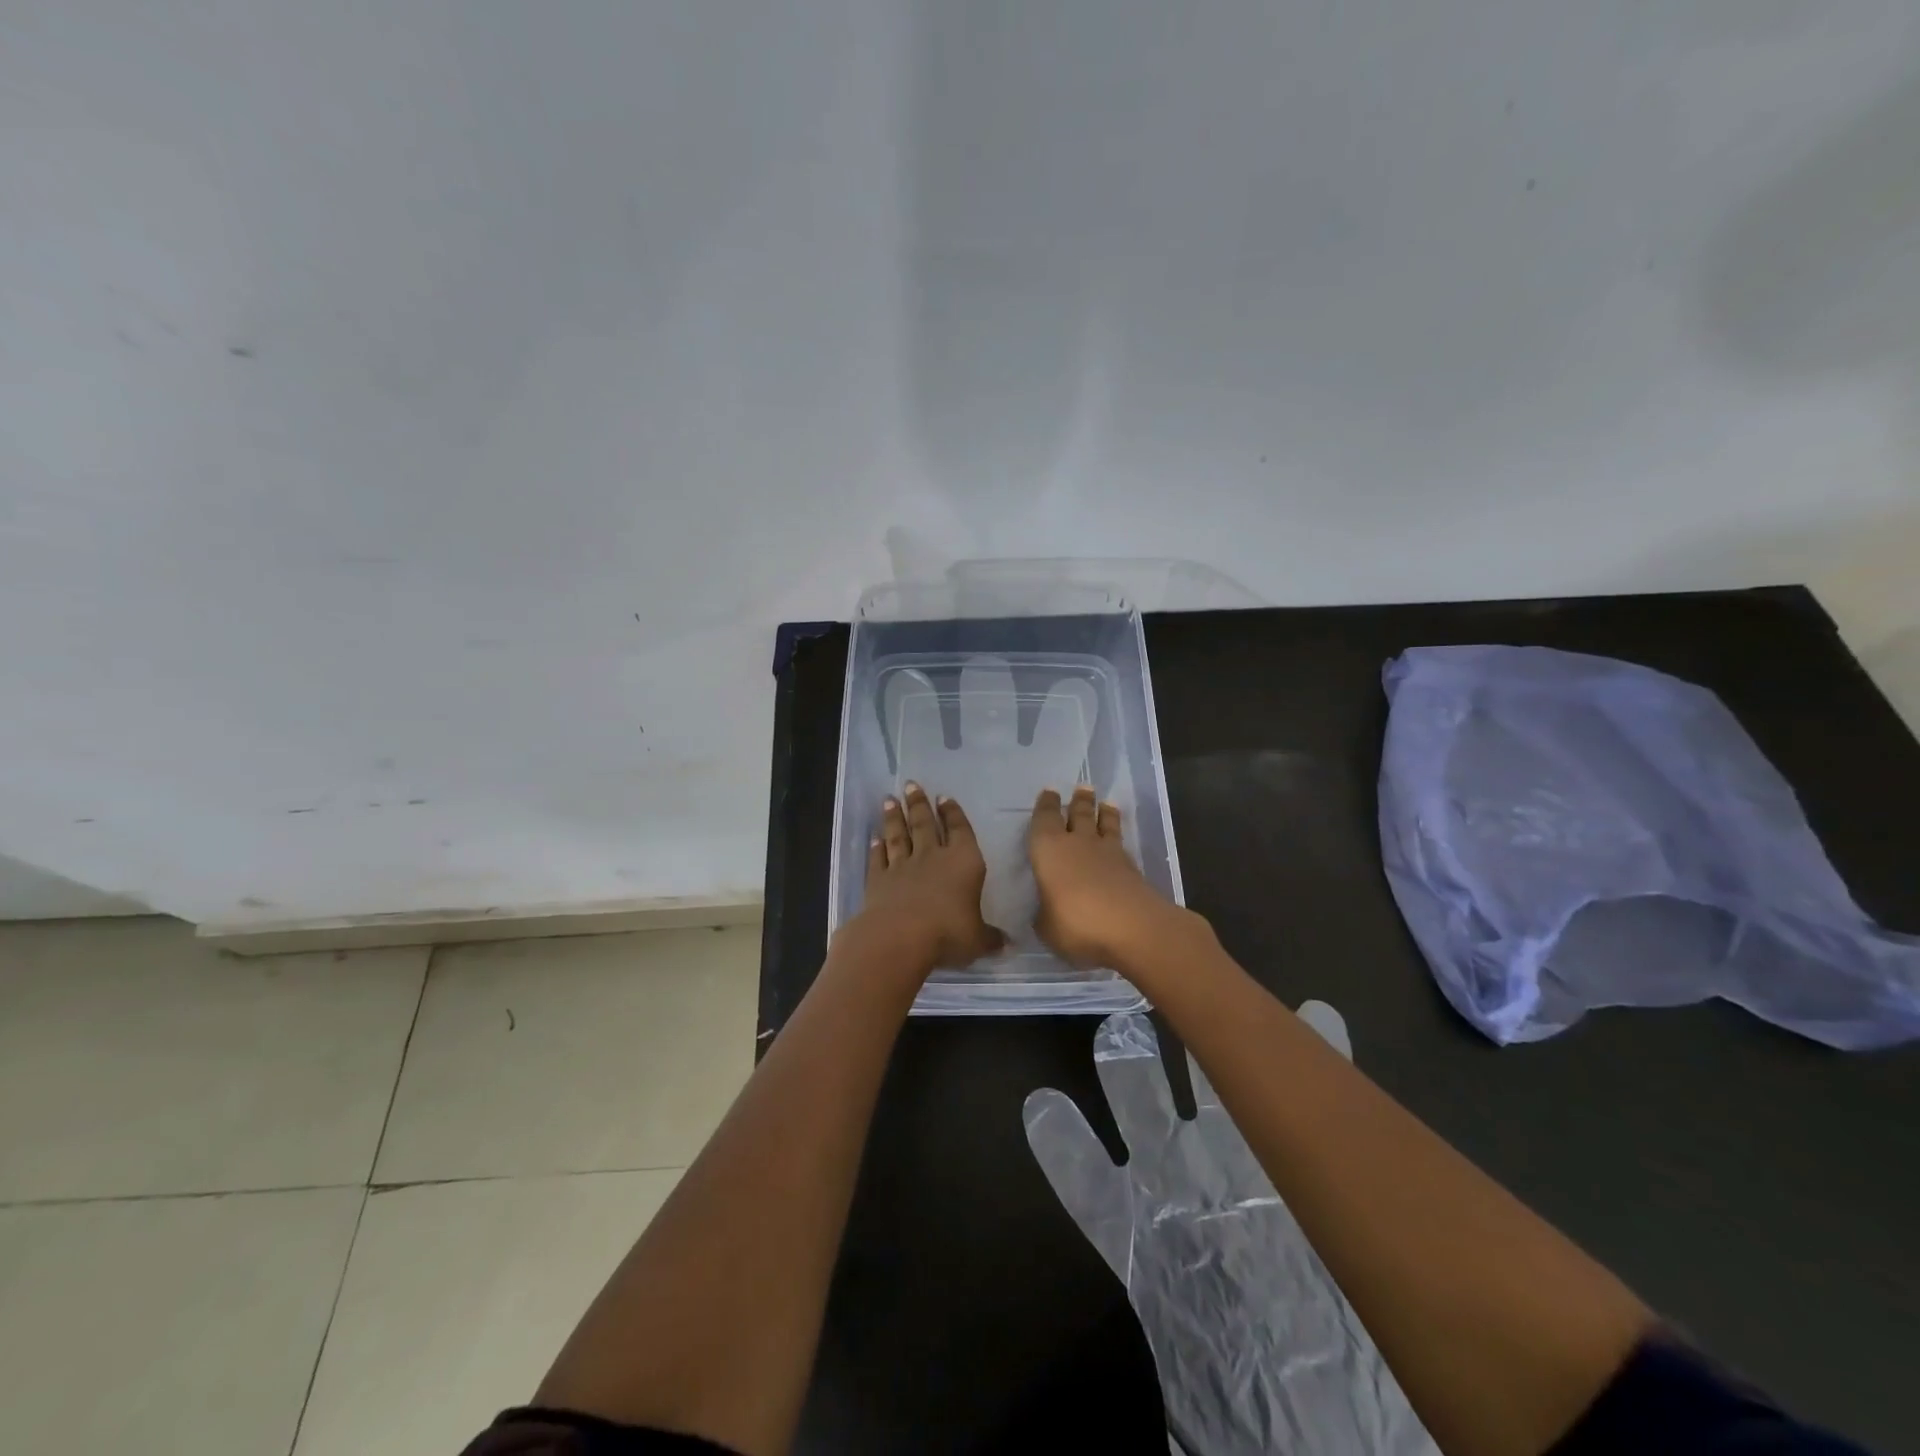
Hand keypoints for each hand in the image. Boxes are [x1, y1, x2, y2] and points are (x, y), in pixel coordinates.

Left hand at [848, 782, 1003, 972]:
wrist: (900, 936)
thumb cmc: (949, 933)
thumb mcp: (978, 939)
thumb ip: (991, 938)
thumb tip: (1008, 944)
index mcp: (964, 862)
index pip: (960, 830)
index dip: (953, 813)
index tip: (943, 797)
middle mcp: (932, 857)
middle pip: (924, 824)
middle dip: (918, 804)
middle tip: (911, 785)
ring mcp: (902, 866)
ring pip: (899, 835)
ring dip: (894, 817)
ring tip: (889, 799)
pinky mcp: (879, 880)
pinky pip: (878, 859)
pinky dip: (876, 847)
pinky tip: (874, 838)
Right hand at [1029, 786, 1186, 970]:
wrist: (1134, 928)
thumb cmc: (1076, 923)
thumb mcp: (1046, 927)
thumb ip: (1044, 914)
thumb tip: (1047, 911)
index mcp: (1049, 849)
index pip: (1044, 818)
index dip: (1045, 805)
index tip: (1049, 792)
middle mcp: (1078, 843)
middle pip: (1079, 813)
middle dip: (1079, 800)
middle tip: (1083, 788)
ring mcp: (1109, 853)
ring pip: (1105, 824)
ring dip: (1104, 813)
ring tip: (1106, 803)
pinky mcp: (1132, 868)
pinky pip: (1121, 845)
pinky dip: (1117, 839)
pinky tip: (1117, 842)